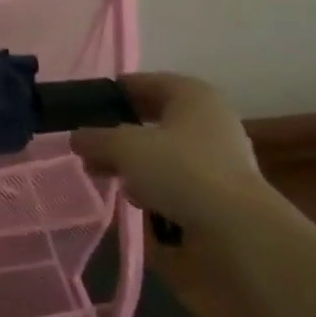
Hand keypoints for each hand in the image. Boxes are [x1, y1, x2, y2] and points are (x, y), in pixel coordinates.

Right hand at [71, 73, 267, 227]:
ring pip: (164, 152)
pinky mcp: (220, 195)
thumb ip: (95, 138)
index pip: (146, 82)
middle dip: (120, 131)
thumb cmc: (180, 171)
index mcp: (193, 94)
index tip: (86, 106)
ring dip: (135, 162)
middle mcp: (210, 120)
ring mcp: (219, 159)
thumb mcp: (124, 147)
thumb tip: (77, 138)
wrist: (239, 234)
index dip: (114, 92)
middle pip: (154, 118)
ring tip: (102, 174)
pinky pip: (177, 181)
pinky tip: (134, 199)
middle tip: (89, 144)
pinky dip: (154, 186)